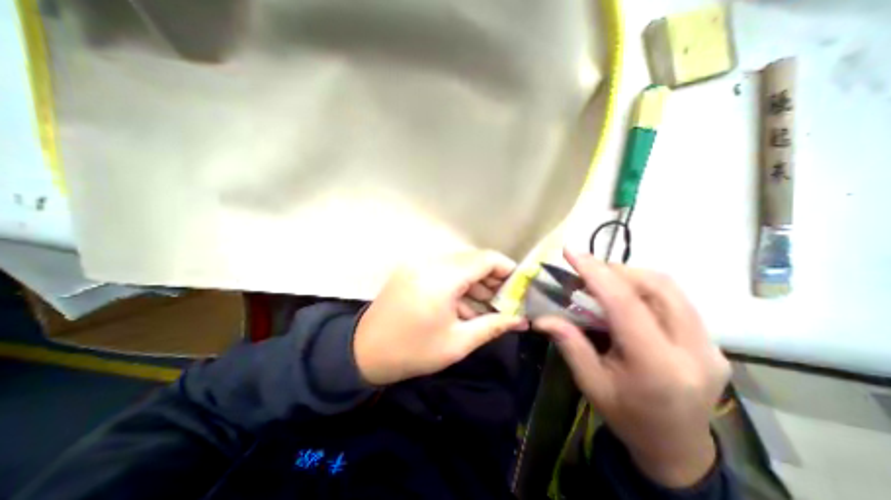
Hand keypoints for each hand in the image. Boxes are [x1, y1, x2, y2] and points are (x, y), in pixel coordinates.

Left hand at [352, 250, 522, 385]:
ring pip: (458, 265)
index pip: (484, 259)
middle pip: (472, 260)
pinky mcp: (413, 270)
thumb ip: (493, 326)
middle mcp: (430, 263)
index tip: (520, 285)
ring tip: (489, 306)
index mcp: (442, 278)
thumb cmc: (413, 351)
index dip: (507, 268)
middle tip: (506, 300)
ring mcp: (419, 265)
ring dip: (476, 282)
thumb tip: (521, 320)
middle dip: (492, 278)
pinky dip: (459, 285)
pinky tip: (465, 306)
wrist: (365, 352)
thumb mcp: (458, 342)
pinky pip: (444, 271)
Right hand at [532, 250, 725, 487]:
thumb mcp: (591, 384)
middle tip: (586, 269)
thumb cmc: (627, 418)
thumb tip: (541, 317)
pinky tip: (625, 295)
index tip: (571, 252)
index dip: (596, 272)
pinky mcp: (711, 342)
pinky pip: (676, 299)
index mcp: (658, 367)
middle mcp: (694, 351)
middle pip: (657, 287)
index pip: (625, 304)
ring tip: (602, 279)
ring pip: (670, 288)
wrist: (677, 448)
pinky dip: (644, 287)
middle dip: (616, 270)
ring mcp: (710, 345)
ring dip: (631, 275)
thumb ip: (569, 344)